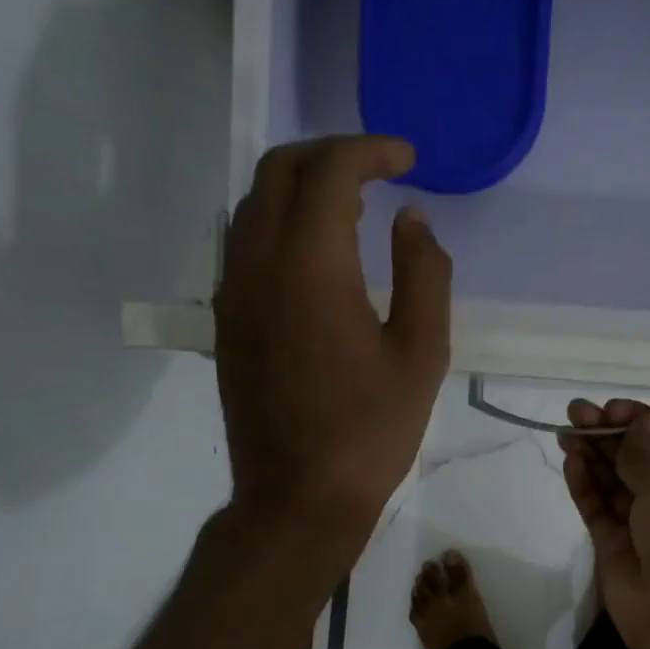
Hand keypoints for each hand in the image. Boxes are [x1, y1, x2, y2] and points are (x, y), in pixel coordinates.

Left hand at [215, 136, 452, 552]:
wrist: (298, 498)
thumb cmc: (370, 432)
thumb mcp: (421, 355)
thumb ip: (424, 274)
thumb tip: (412, 221)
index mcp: (309, 265)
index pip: (330, 170)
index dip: (370, 150)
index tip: (407, 160)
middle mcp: (256, 264)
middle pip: (278, 171)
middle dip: (329, 155)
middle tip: (376, 172)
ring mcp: (232, 294)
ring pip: (254, 206)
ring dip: (299, 189)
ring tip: (349, 210)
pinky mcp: (225, 323)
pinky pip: (244, 247)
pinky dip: (279, 227)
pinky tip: (314, 257)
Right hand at [559, 399, 649, 648]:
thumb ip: (644, 456)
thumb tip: (645, 418)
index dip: (639, 422)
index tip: (610, 408)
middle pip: (635, 460)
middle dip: (608, 435)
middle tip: (575, 413)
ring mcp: (640, 526)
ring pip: (612, 484)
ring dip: (592, 456)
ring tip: (566, 431)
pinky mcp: (612, 548)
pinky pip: (597, 510)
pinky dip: (584, 486)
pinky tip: (570, 461)